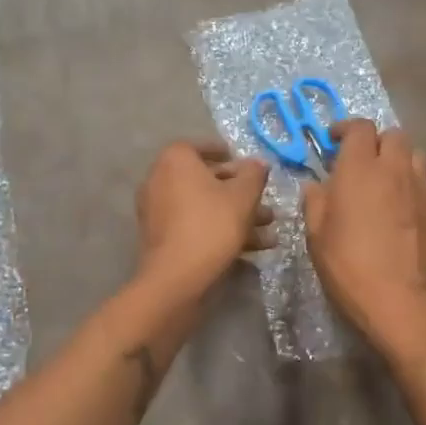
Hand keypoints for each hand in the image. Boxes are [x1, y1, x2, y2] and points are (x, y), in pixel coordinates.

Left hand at [135, 140, 273, 297]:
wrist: (176, 277)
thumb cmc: (212, 225)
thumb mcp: (243, 196)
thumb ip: (254, 174)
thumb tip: (257, 163)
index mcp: (174, 161)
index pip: (199, 147)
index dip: (223, 153)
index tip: (244, 163)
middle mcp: (159, 180)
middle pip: (204, 180)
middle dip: (239, 192)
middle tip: (264, 201)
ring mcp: (157, 211)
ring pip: (202, 207)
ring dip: (235, 216)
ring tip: (268, 231)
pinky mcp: (160, 238)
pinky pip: (193, 226)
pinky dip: (218, 232)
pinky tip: (251, 251)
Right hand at [302, 119, 425, 360]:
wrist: (400, 299)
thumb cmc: (349, 265)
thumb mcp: (316, 234)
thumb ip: (315, 201)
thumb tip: (317, 185)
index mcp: (360, 169)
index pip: (359, 128)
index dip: (345, 129)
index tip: (332, 142)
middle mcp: (394, 168)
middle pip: (392, 134)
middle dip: (374, 141)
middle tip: (358, 162)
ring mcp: (420, 187)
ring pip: (413, 153)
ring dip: (397, 158)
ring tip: (383, 179)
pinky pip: (424, 178)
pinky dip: (411, 179)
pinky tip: (399, 202)